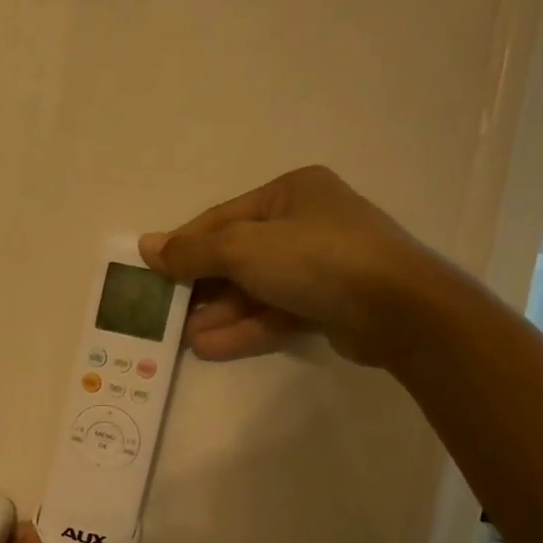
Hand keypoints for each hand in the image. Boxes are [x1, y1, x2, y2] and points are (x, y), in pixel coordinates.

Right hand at [139, 165, 443, 366]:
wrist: (396, 309)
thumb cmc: (315, 259)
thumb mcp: (243, 248)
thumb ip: (193, 251)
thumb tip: (146, 247)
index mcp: (290, 194)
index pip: (222, 219)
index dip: (184, 245)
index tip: (149, 270)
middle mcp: (305, 223)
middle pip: (237, 256)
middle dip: (201, 288)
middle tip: (166, 313)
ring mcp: (319, 266)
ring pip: (256, 290)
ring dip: (219, 314)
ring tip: (184, 340)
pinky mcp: (328, 304)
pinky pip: (275, 312)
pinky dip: (244, 328)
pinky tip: (209, 348)